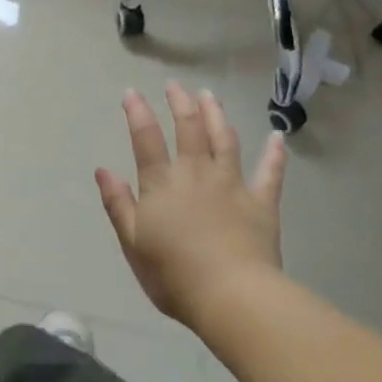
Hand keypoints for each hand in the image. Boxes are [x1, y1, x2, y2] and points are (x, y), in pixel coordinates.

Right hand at [96, 83, 287, 328]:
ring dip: (216, 115)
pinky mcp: (261, 202)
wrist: (231, 296)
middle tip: (174, 86)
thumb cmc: (173, 275)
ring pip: (224, 139)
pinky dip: (274, 153)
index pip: (146, 139)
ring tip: (209, 96)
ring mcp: (232, 184)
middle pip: (188, 128)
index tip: (131, 92)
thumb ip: (118, 204)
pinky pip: (270, 172)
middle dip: (180, 103)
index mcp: (162, 184)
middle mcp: (196, 173)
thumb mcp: (132, 242)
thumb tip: (103, 170)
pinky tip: (278, 137)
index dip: (137, 113)